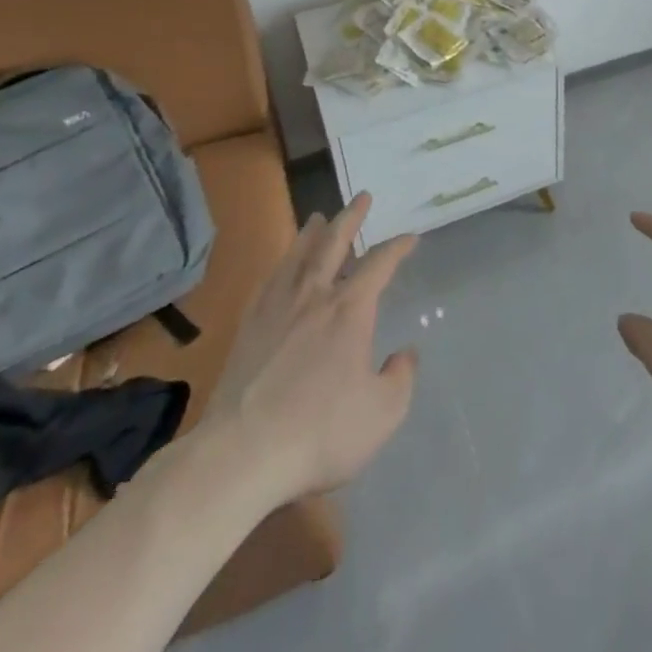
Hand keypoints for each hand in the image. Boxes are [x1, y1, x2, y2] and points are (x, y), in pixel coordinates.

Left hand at [203, 193, 418, 502]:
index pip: (380, 264)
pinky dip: (279, 268)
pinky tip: (279, 268)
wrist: (241, 454)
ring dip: (311, 234)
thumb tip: (405, 354)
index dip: (397, 247)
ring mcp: (276, 311)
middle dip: (351, 218)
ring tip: (318, 218)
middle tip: (361, 197)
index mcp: (350, 310)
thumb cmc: (320, 431)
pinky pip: (267, 284)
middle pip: (334, 244)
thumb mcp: (382, 412)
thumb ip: (400, 378)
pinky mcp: (247, 331)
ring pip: (297, 258)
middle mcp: (314, 297)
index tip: (410, 237)